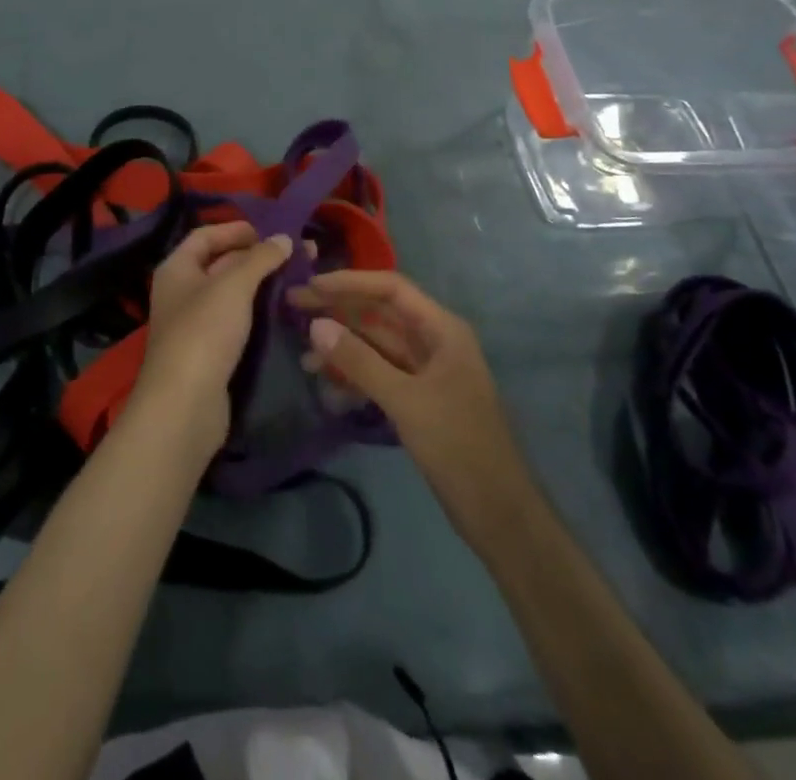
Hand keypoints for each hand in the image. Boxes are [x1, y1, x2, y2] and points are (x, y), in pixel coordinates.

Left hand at [131, 223, 292, 454]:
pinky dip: (260, 313)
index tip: (273, 231)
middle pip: (222, 263)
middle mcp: (182, 292)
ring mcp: (196, 325)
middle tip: (301, 254)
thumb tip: (284, 237)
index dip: (237, 229)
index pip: (206, 235)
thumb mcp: (233, 286)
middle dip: (260, 257)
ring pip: (233, 295)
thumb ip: (260, 258)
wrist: (186, 406)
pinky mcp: (212, 353)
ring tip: (302, 279)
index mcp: (176, 268)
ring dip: (264, 285)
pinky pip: (238, 322)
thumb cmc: (204, 332)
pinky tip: (287, 310)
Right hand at [290, 269, 539, 543]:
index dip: (351, 282)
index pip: (391, 289)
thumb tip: (316, 325)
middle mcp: (435, 341)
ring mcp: (427, 371)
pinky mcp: (419, 399)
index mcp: (442, 329)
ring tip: (304, 355)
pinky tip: (327, 384)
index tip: (312, 285)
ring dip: (343, 346)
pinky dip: (355, 375)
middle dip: (339, 310)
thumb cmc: (458, 446)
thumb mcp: (406, 401)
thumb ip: (360, 361)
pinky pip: (381, 374)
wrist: (500, 514)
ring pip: (377, 345)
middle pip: (380, 314)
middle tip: (295, 306)